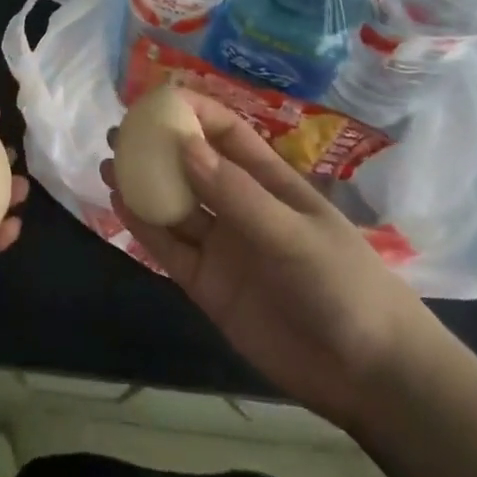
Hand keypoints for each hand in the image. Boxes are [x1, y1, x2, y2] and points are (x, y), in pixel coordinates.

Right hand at [102, 92, 444, 430]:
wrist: (369, 376)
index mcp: (271, 183)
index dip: (193, 113)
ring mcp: (223, 247)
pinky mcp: (208, 285)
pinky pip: (170, 248)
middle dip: (157, 147)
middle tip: (118, 132)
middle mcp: (241, 208)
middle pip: (192, 167)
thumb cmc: (344, 286)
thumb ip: (236, 194)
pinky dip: (144, 227)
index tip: (153, 100)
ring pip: (175, 206)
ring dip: (142, 185)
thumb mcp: (293, 234)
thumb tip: (183, 145)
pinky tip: (120, 205)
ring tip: (107, 164)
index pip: (227, 135)